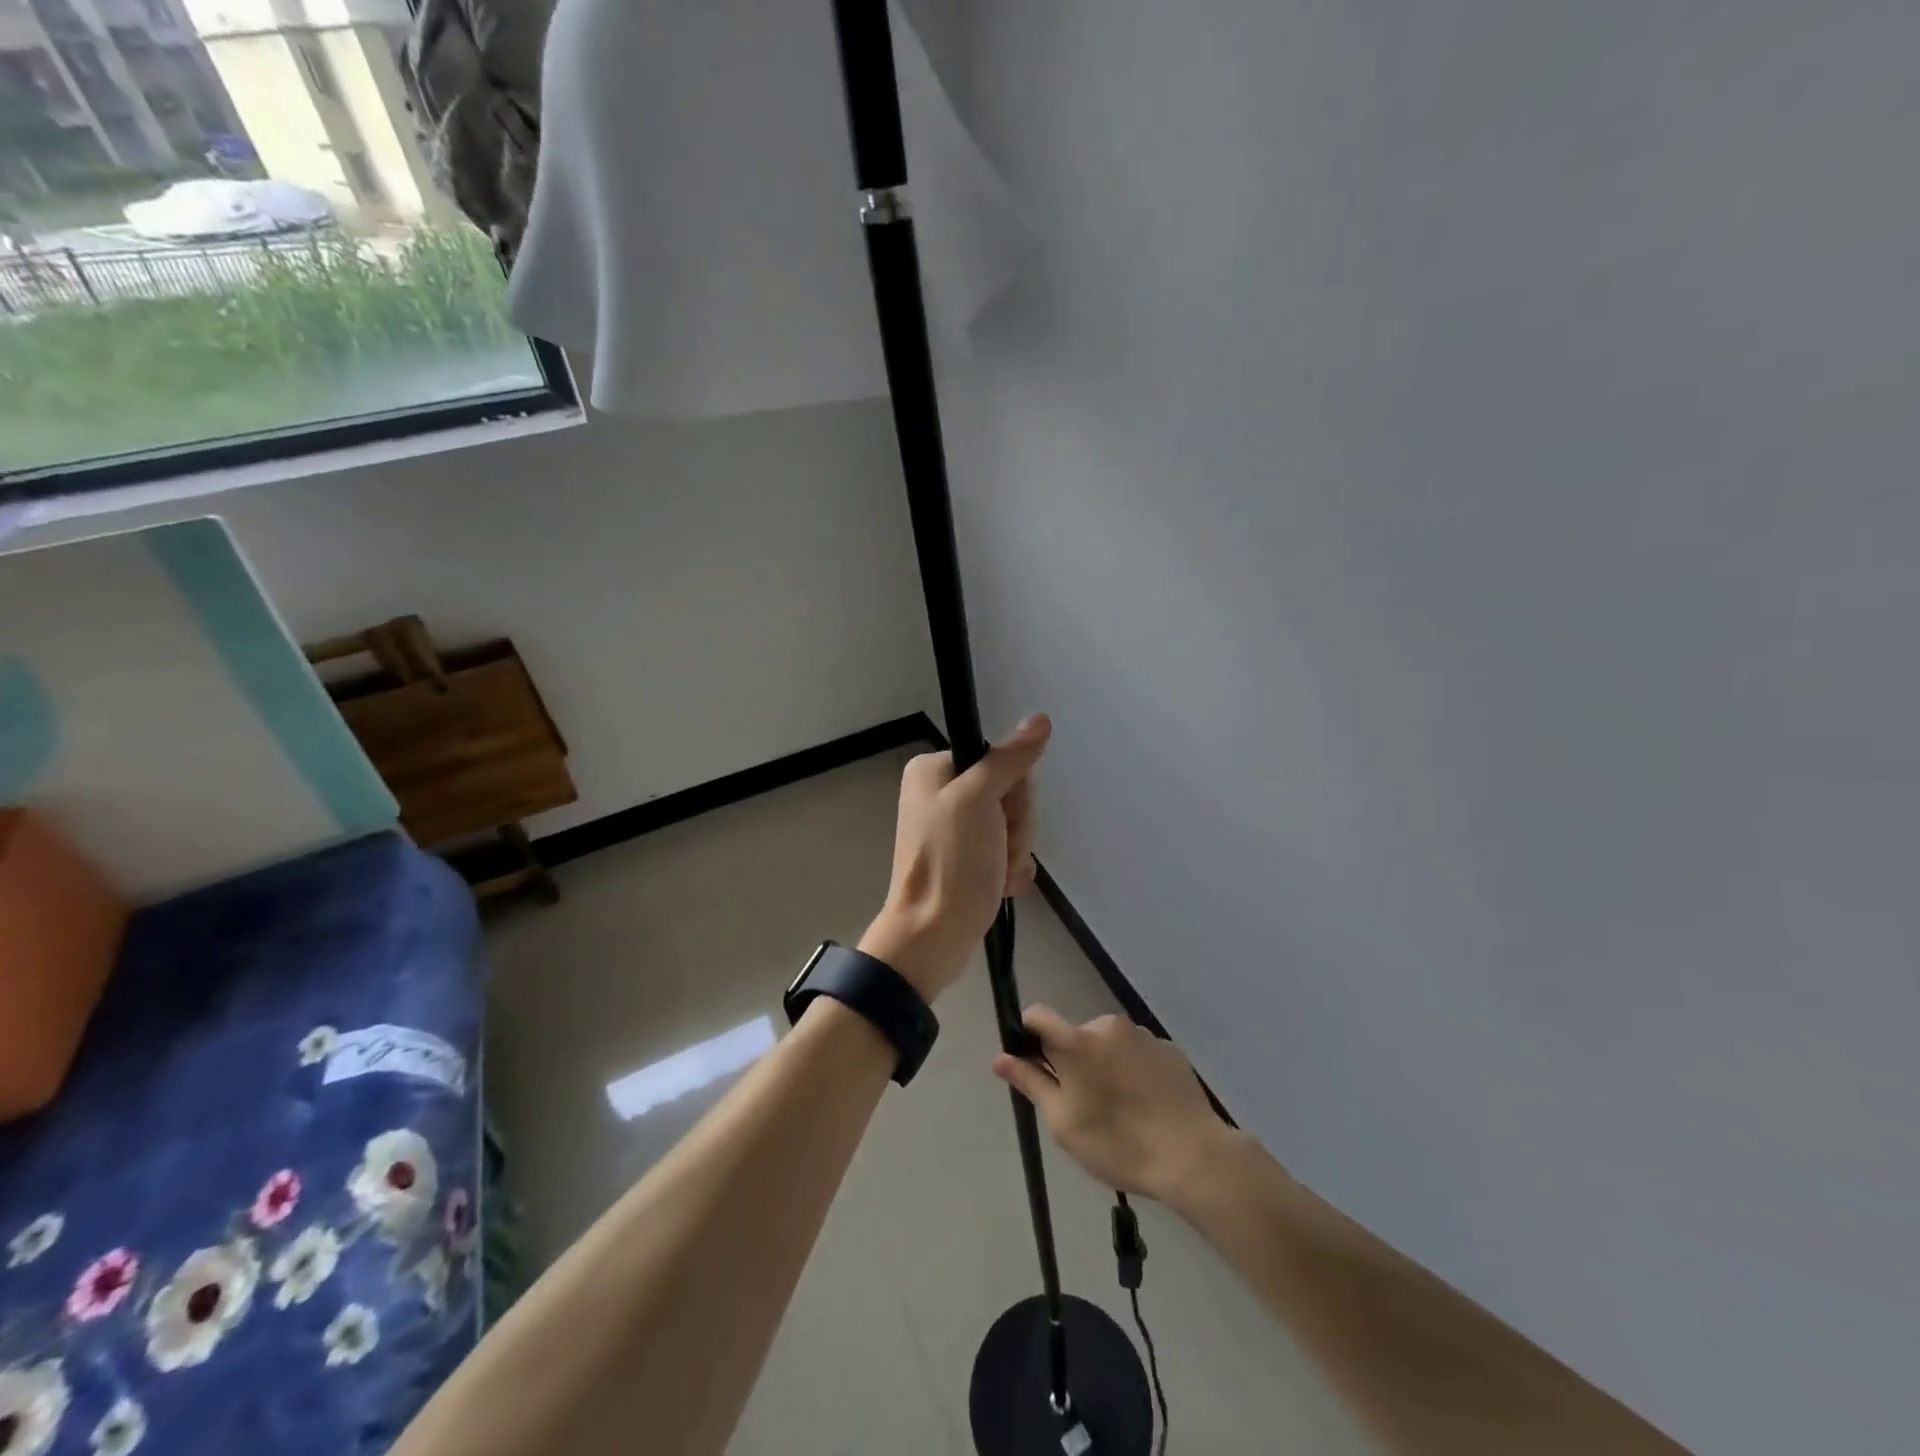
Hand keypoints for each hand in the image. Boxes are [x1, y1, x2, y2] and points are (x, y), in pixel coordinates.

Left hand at [859, 714, 1051, 1001]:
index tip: (1000, 813)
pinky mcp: (967, 860)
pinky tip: (1000, 884)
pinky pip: (1007, 851)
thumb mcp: (978, 799)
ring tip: (996, 872)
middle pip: (1009, 793)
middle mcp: (941, 795)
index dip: (1011, 789)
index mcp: (934, 771)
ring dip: (1015, 850)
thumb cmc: (950, 862)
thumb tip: (1040, 719)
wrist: (934, 936)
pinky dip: (1009, 869)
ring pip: (1013, 824)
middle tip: (996, 848)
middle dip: (1015, 825)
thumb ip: (1009, 758)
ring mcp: (954, 830)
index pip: (998, 759)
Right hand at [992, 1006, 1232, 1200]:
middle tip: (1083, 1106)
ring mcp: (1142, 1034)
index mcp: (1077, 1040)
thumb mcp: (1064, 1122)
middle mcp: (1108, 1025)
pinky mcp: (1168, 1049)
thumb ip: (1031, 1083)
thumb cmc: (1117, 1143)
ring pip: (1107, 1044)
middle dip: (1071, 1061)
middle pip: (1074, 1035)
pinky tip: (1145, 1106)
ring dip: (1103, 1065)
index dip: (1028, 1035)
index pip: (1037, 1015)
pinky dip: (1132, 1070)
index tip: (1035, 1067)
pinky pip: (1136, 1053)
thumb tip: (1000, 1058)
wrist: (1193, 1157)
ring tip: (1120, 1110)